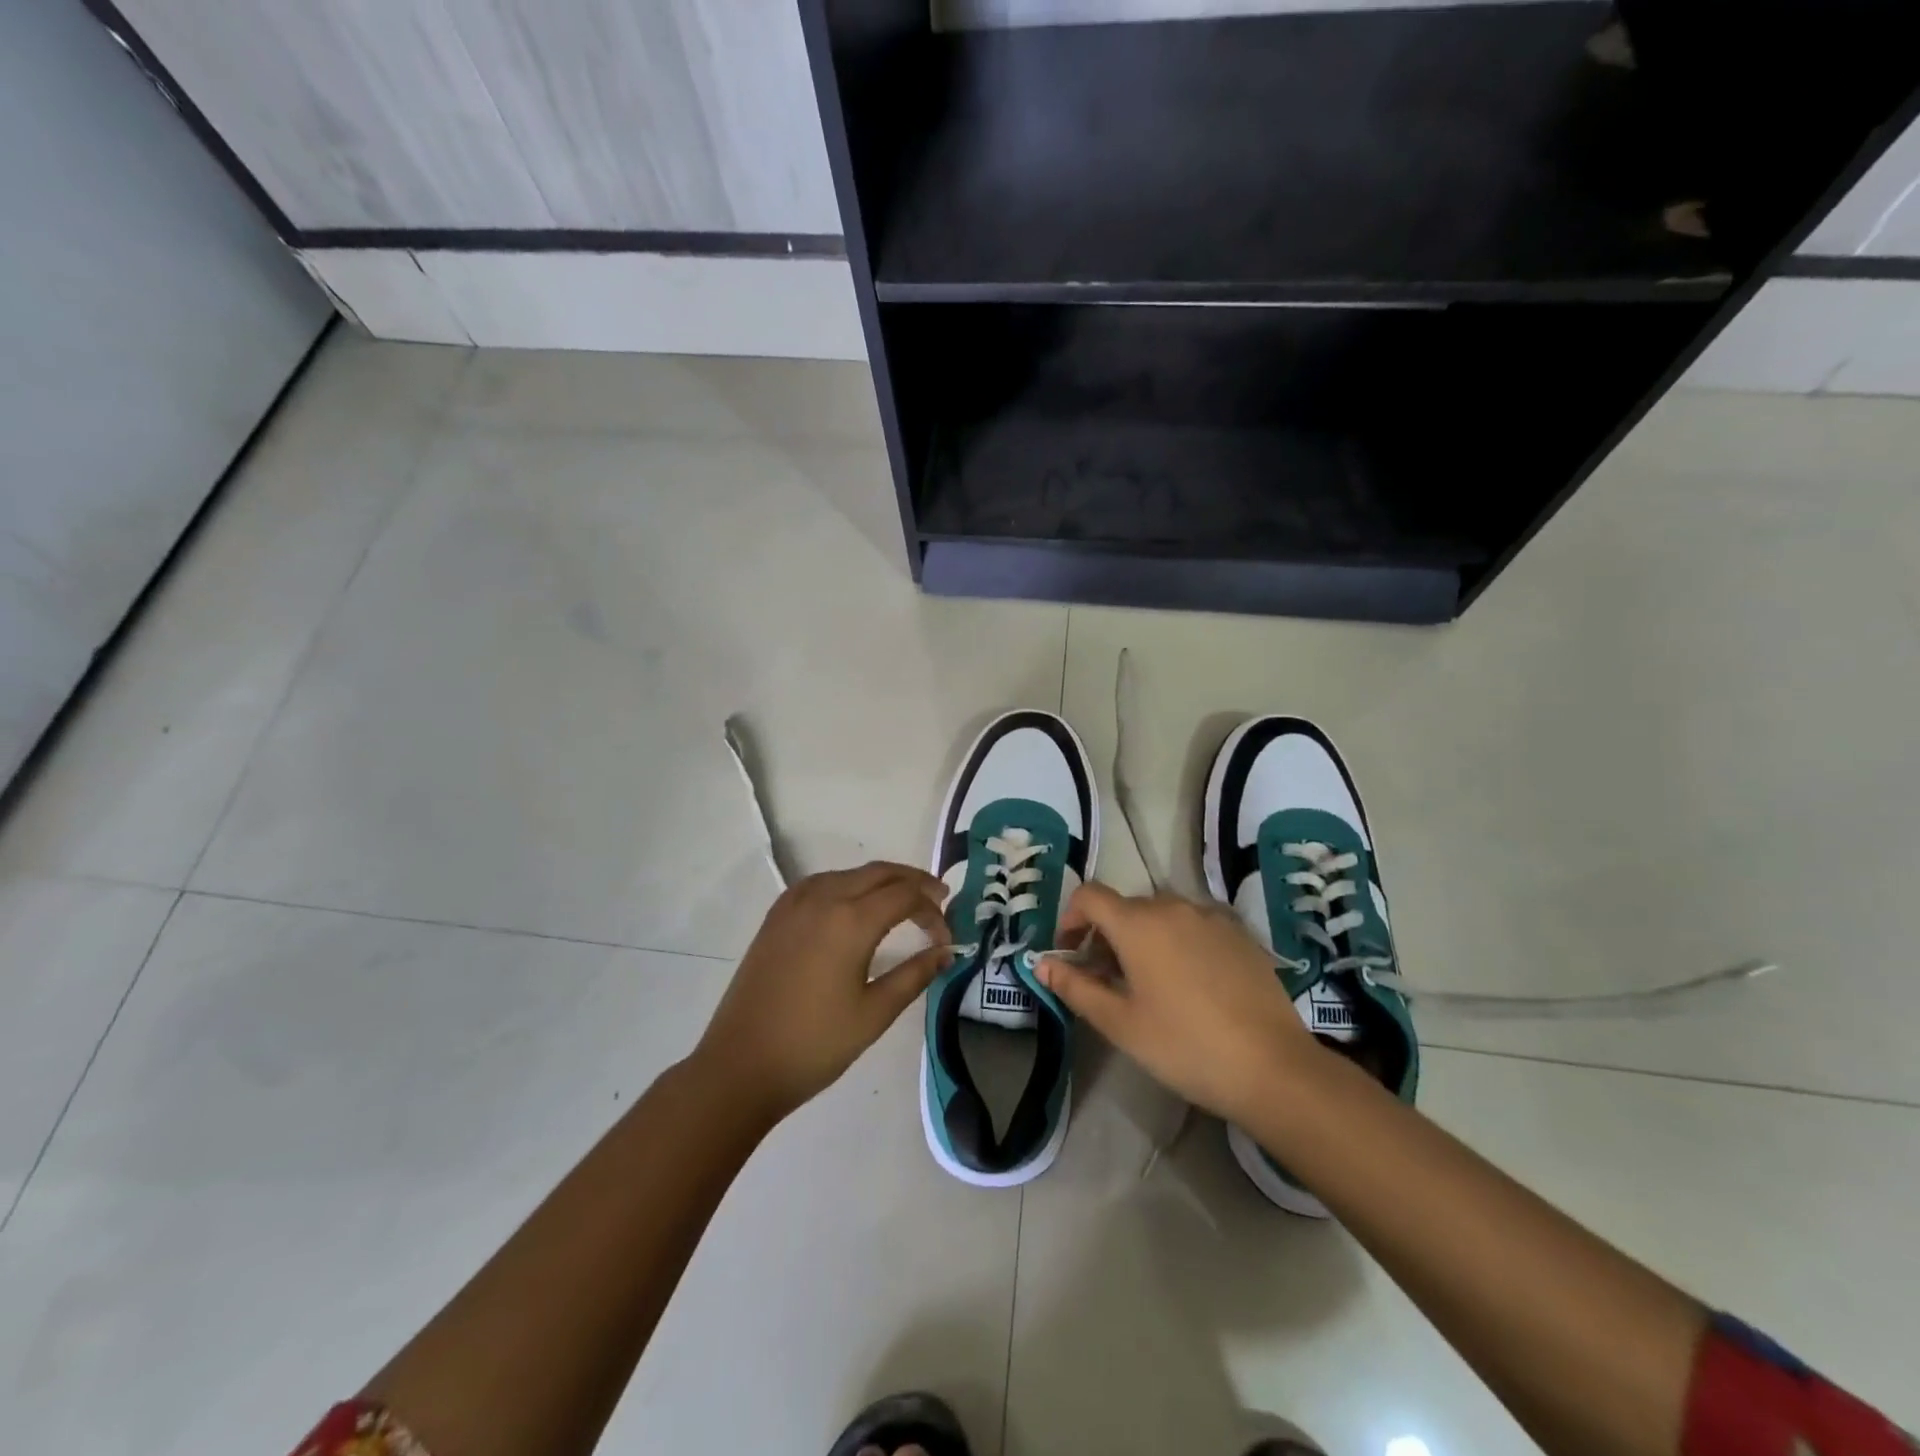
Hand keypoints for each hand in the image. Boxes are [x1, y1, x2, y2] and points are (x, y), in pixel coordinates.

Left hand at [694, 862, 952, 1122]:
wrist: (740, 1066)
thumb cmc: (814, 1044)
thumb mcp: (874, 1013)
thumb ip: (915, 975)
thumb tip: (946, 952)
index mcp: (850, 920)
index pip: (905, 895)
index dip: (933, 910)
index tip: (947, 937)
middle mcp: (823, 898)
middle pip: (880, 872)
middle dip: (913, 883)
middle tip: (938, 902)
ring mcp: (795, 904)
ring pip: (850, 874)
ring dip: (882, 881)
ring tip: (903, 903)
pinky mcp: (777, 916)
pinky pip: (822, 883)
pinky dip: (849, 885)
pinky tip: (855, 907)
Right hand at [1038, 884, 1315, 1123]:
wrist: (1273, 1067)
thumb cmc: (1184, 1045)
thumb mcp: (1120, 1023)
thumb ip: (1075, 987)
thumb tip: (1042, 964)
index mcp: (1138, 923)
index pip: (1089, 896)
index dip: (1070, 919)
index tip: (1070, 953)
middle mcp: (1173, 907)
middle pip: (1125, 907)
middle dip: (1106, 936)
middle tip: (1106, 980)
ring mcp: (1212, 918)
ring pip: (1161, 915)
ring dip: (1142, 938)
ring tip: (1148, 985)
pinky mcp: (1240, 935)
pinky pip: (1194, 926)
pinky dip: (1177, 942)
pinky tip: (1190, 986)